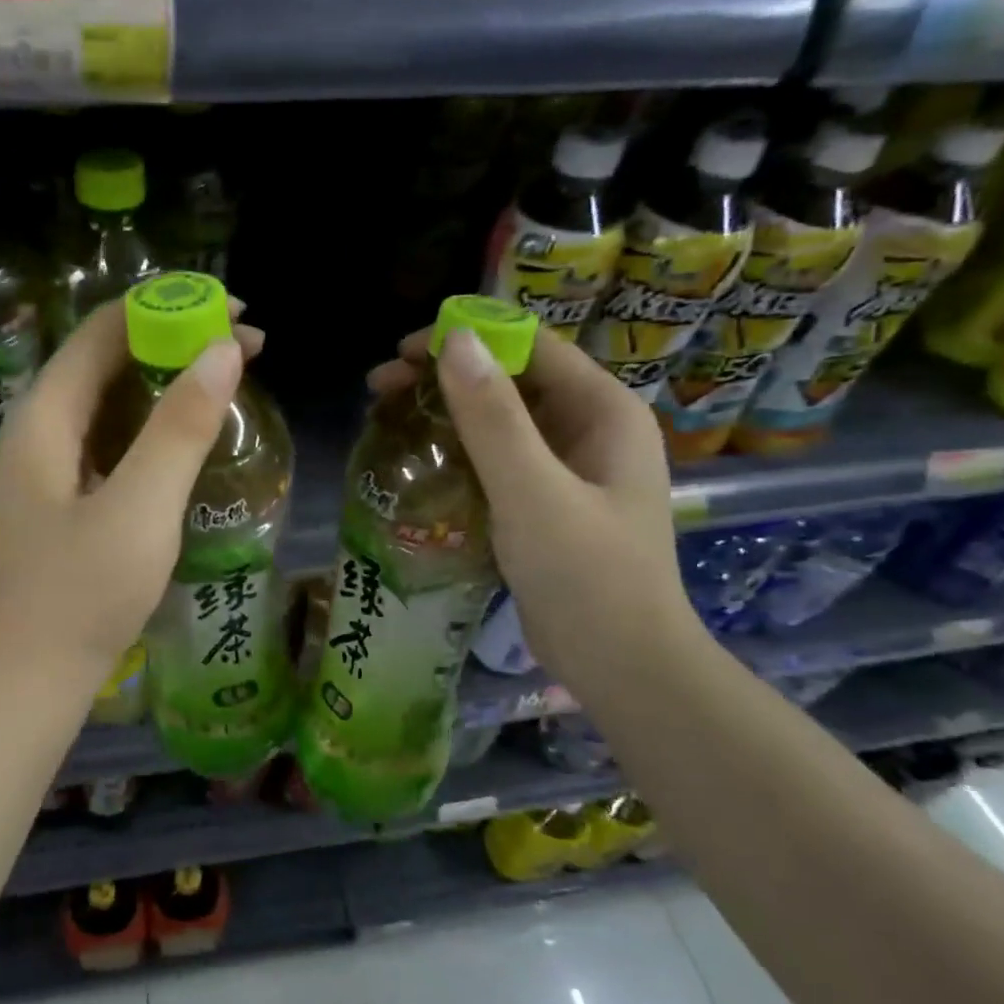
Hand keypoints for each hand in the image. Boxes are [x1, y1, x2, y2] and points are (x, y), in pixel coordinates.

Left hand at [0, 298, 263, 696]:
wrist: (30, 680)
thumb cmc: (82, 595)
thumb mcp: (140, 508)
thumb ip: (179, 427)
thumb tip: (223, 349)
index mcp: (44, 418)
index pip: (102, 330)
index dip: (166, 306)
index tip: (234, 309)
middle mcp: (39, 429)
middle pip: (106, 358)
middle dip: (174, 339)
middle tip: (247, 344)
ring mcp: (48, 465)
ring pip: (110, 398)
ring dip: (167, 380)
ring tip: (229, 377)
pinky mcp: (64, 496)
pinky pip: (112, 436)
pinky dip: (154, 421)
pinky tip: (190, 432)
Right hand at [369, 326, 698, 684]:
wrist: (622, 666)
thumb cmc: (586, 575)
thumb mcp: (532, 491)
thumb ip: (493, 416)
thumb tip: (454, 340)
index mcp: (603, 410)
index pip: (529, 347)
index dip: (467, 338)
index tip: (403, 351)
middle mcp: (589, 428)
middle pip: (509, 379)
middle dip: (445, 375)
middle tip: (381, 386)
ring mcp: (568, 467)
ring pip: (499, 419)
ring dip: (445, 411)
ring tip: (387, 416)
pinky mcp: (546, 501)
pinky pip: (497, 457)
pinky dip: (457, 449)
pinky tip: (419, 458)